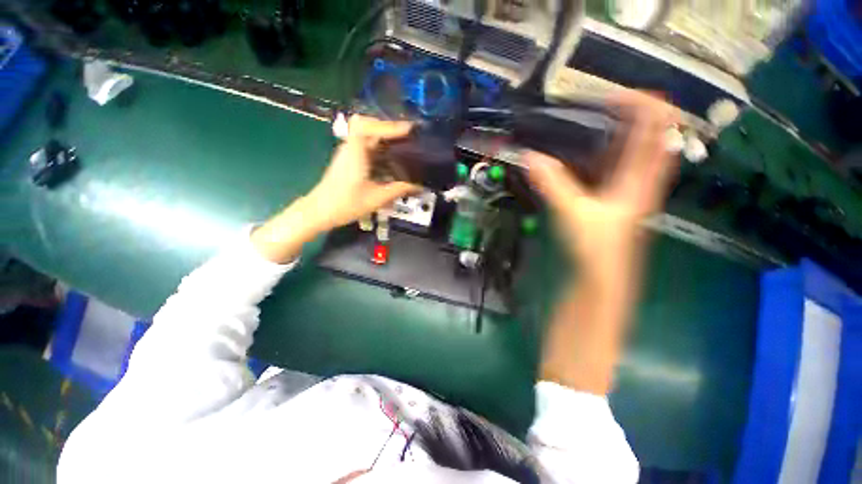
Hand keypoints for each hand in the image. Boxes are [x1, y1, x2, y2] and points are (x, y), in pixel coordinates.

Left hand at [303, 115, 419, 231]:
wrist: (320, 212)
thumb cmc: (346, 204)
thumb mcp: (377, 197)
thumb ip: (399, 189)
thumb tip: (419, 185)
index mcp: (355, 151)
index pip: (368, 125)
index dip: (389, 125)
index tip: (408, 130)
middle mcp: (351, 147)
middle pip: (369, 127)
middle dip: (390, 130)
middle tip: (409, 138)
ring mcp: (349, 153)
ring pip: (368, 137)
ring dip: (386, 139)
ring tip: (404, 147)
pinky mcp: (350, 161)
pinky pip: (367, 148)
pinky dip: (381, 149)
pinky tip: (392, 161)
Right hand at [526, 91, 678, 275]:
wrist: (602, 276)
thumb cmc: (597, 246)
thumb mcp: (573, 211)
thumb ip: (552, 183)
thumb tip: (531, 158)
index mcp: (639, 177)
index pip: (656, 126)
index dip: (641, 103)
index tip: (612, 94)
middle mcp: (641, 178)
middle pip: (650, 133)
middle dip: (631, 112)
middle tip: (602, 103)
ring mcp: (629, 188)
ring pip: (634, 150)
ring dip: (619, 131)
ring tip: (595, 120)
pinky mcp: (615, 199)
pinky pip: (616, 166)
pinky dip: (606, 153)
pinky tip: (588, 152)